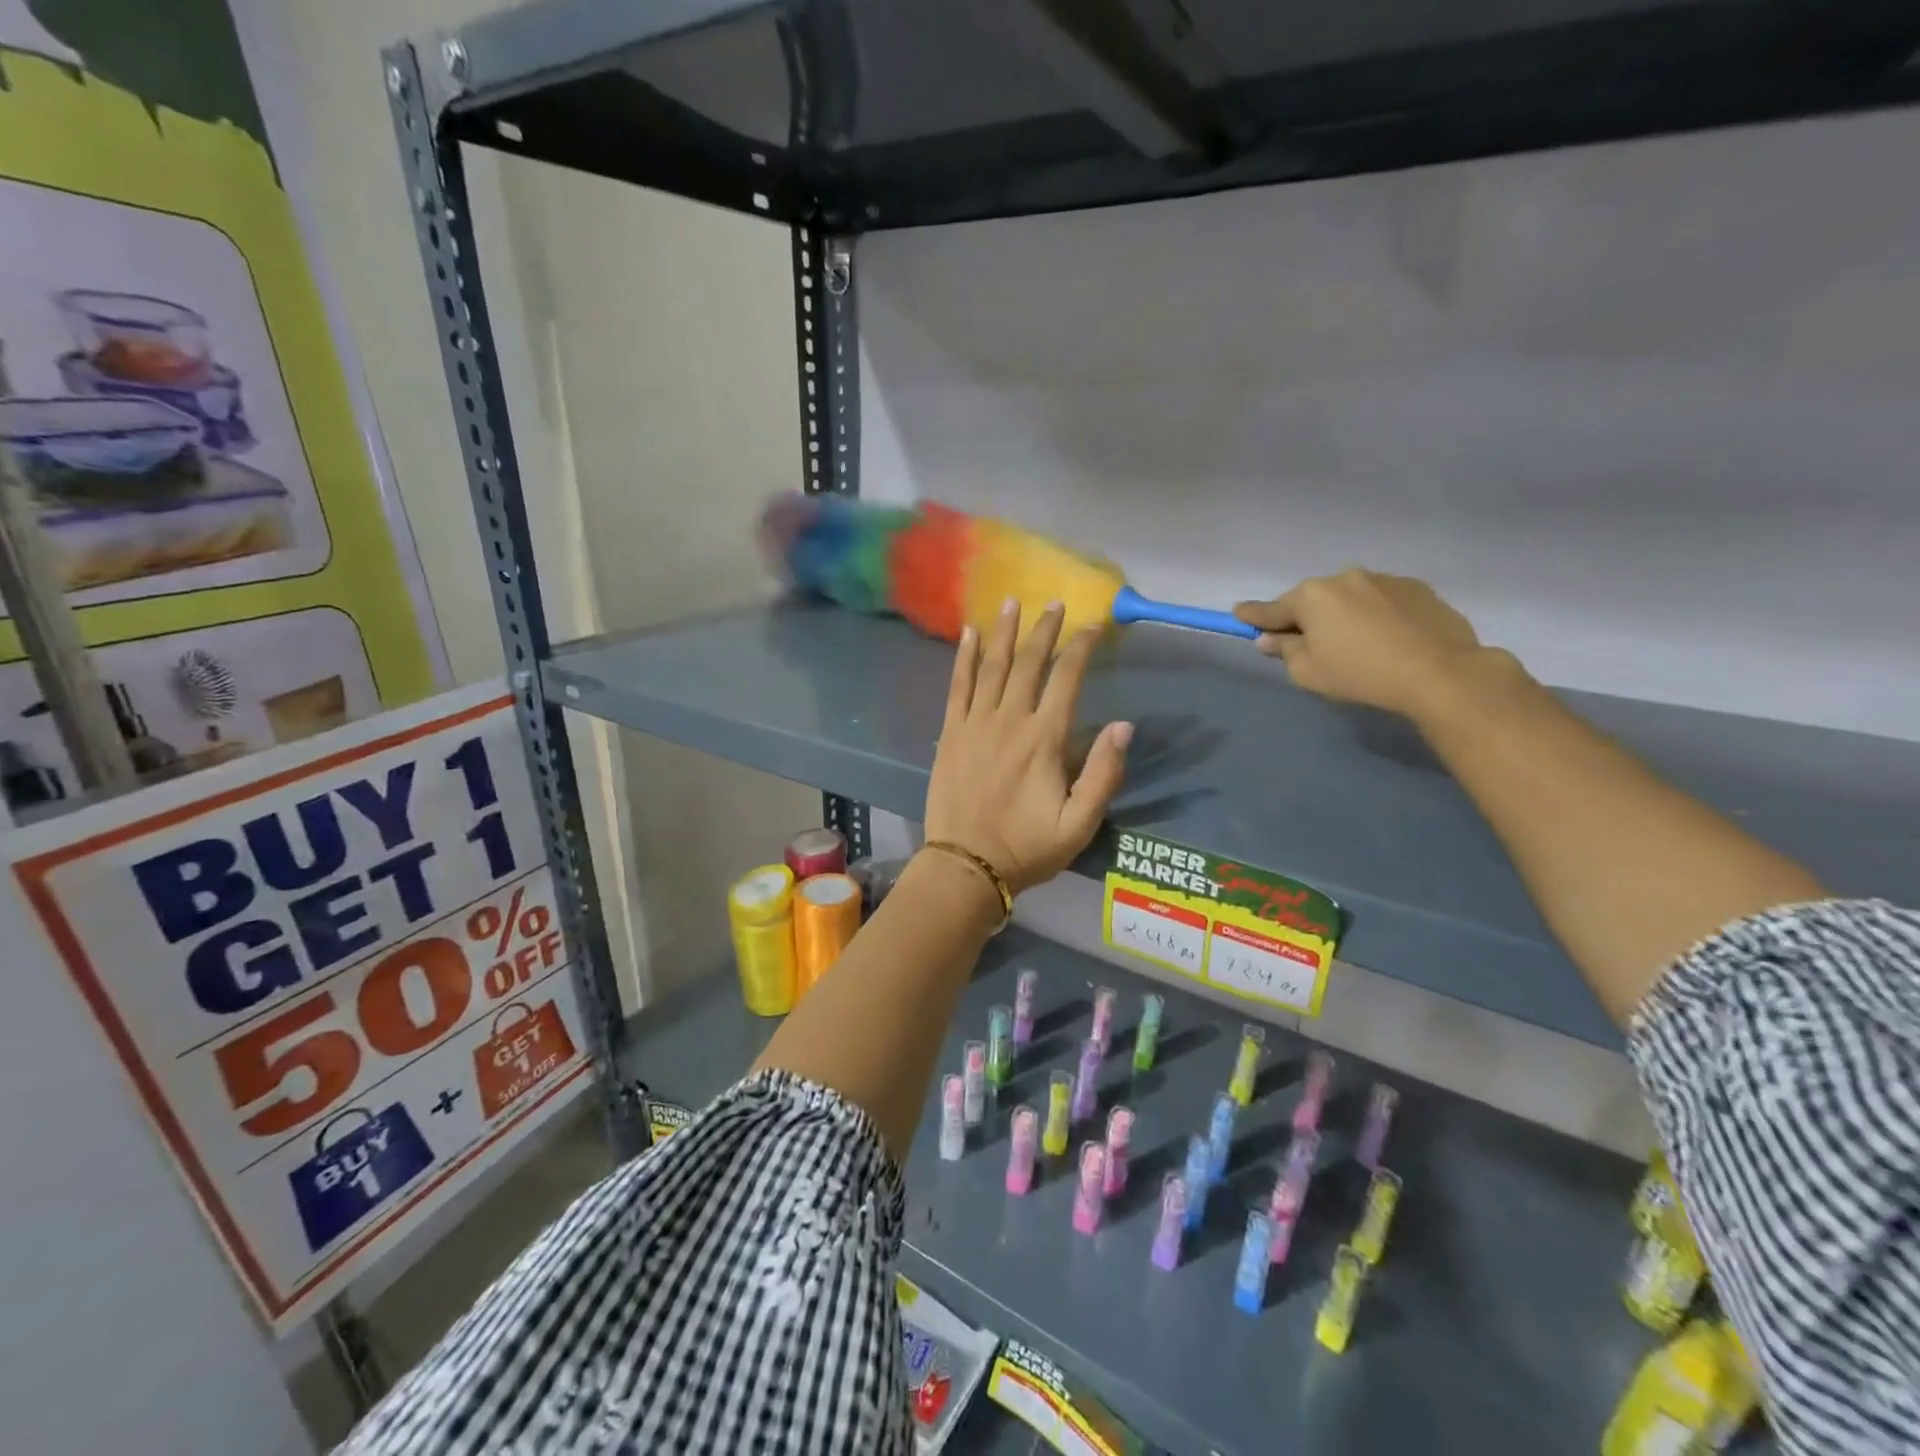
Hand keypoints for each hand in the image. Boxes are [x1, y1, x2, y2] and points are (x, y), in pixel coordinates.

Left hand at [925, 600, 1132, 894]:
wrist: (966, 865)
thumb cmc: (1027, 848)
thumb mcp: (1079, 824)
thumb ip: (1103, 774)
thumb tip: (1125, 726)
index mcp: (1044, 739)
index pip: (1067, 679)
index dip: (1082, 648)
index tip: (1094, 626)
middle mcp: (1009, 720)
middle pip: (1029, 663)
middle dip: (1044, 630)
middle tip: (1054, 603)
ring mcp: (975, 724)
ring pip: (992, 667)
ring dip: (1004, 632)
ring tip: (1012, 602)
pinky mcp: (950, 733)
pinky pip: (958, 686)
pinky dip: (965, 658)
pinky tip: (969, 635)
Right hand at [1234, 569, 1489, 718]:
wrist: (1439, 673)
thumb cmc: (1360, 674)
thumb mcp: (1308, 672)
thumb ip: (1285, 650)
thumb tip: (1270, 639)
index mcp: (1312, 596)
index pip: (1272, 609)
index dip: (1253, 615)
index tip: (1238, 613)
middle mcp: (1344, 577)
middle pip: (1313, 600)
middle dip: (1307, 618)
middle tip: (1309, 644)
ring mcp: (1384, 579)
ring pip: (1350, 598)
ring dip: (1344, 615)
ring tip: (1357, 644)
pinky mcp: (1417, 588)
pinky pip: (1382, 601)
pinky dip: (1376, 615)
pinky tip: (1387, 639)